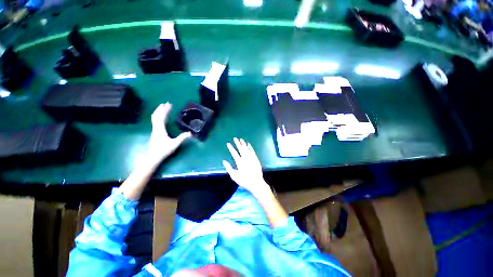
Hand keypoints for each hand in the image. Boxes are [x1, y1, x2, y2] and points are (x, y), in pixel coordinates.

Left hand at [148, 103, 191, 164]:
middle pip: (156, 115)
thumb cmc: (163, 150)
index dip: (165, 110)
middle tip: (166, 103)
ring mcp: (154, 130)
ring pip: (154, 118)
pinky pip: (155, 121)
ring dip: (158, 111)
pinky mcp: (154, 132)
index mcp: (160, 129)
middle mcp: (156, 128)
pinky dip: (158, 116)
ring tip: (163, 107)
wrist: (153, 157)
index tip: (170, 104)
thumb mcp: (175, 144)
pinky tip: (161, 117)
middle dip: (161, 108)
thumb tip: (191, 133)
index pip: (162, 117)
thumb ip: (182, 138)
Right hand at [223, 138, 269, 195]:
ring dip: (243, 144)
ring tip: (241, 139)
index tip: (228, 144)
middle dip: (237, 143)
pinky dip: (250, 147)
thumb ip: (229, 168)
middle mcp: (245, 159)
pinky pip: (252, 151)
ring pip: (247, 149)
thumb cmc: (244, 181)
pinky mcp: (256, 159)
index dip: (231, 148)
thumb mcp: (234, 176)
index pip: (234, 153)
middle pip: (241, 149)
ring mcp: (251, 158)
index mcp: (240, 163)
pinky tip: (248, 144)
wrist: (256, 183)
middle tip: (235, 138)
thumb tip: (224, 161)